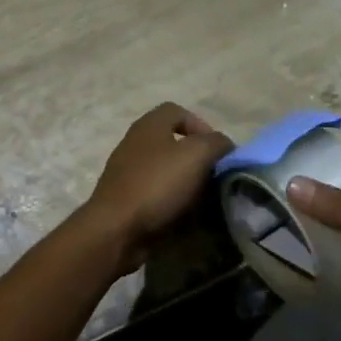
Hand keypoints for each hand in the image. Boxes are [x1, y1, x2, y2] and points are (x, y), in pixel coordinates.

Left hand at [80, 103, 233, 272]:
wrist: (116, 229)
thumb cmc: (157, 184)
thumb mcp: (196, 155)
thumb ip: (216, 143)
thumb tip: (224, 145)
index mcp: (149, 126)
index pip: (177, 111)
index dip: (201, 125)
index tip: (216, 150)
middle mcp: (135, 143)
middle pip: (172, 141)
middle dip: (196, 157)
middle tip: (213, 175)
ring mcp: (126, 172)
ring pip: (165, 169)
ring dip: (185, 181)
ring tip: (203, 198)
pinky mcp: (125, 198)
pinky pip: (155, 192)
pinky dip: (171, 200)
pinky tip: (183, 214)